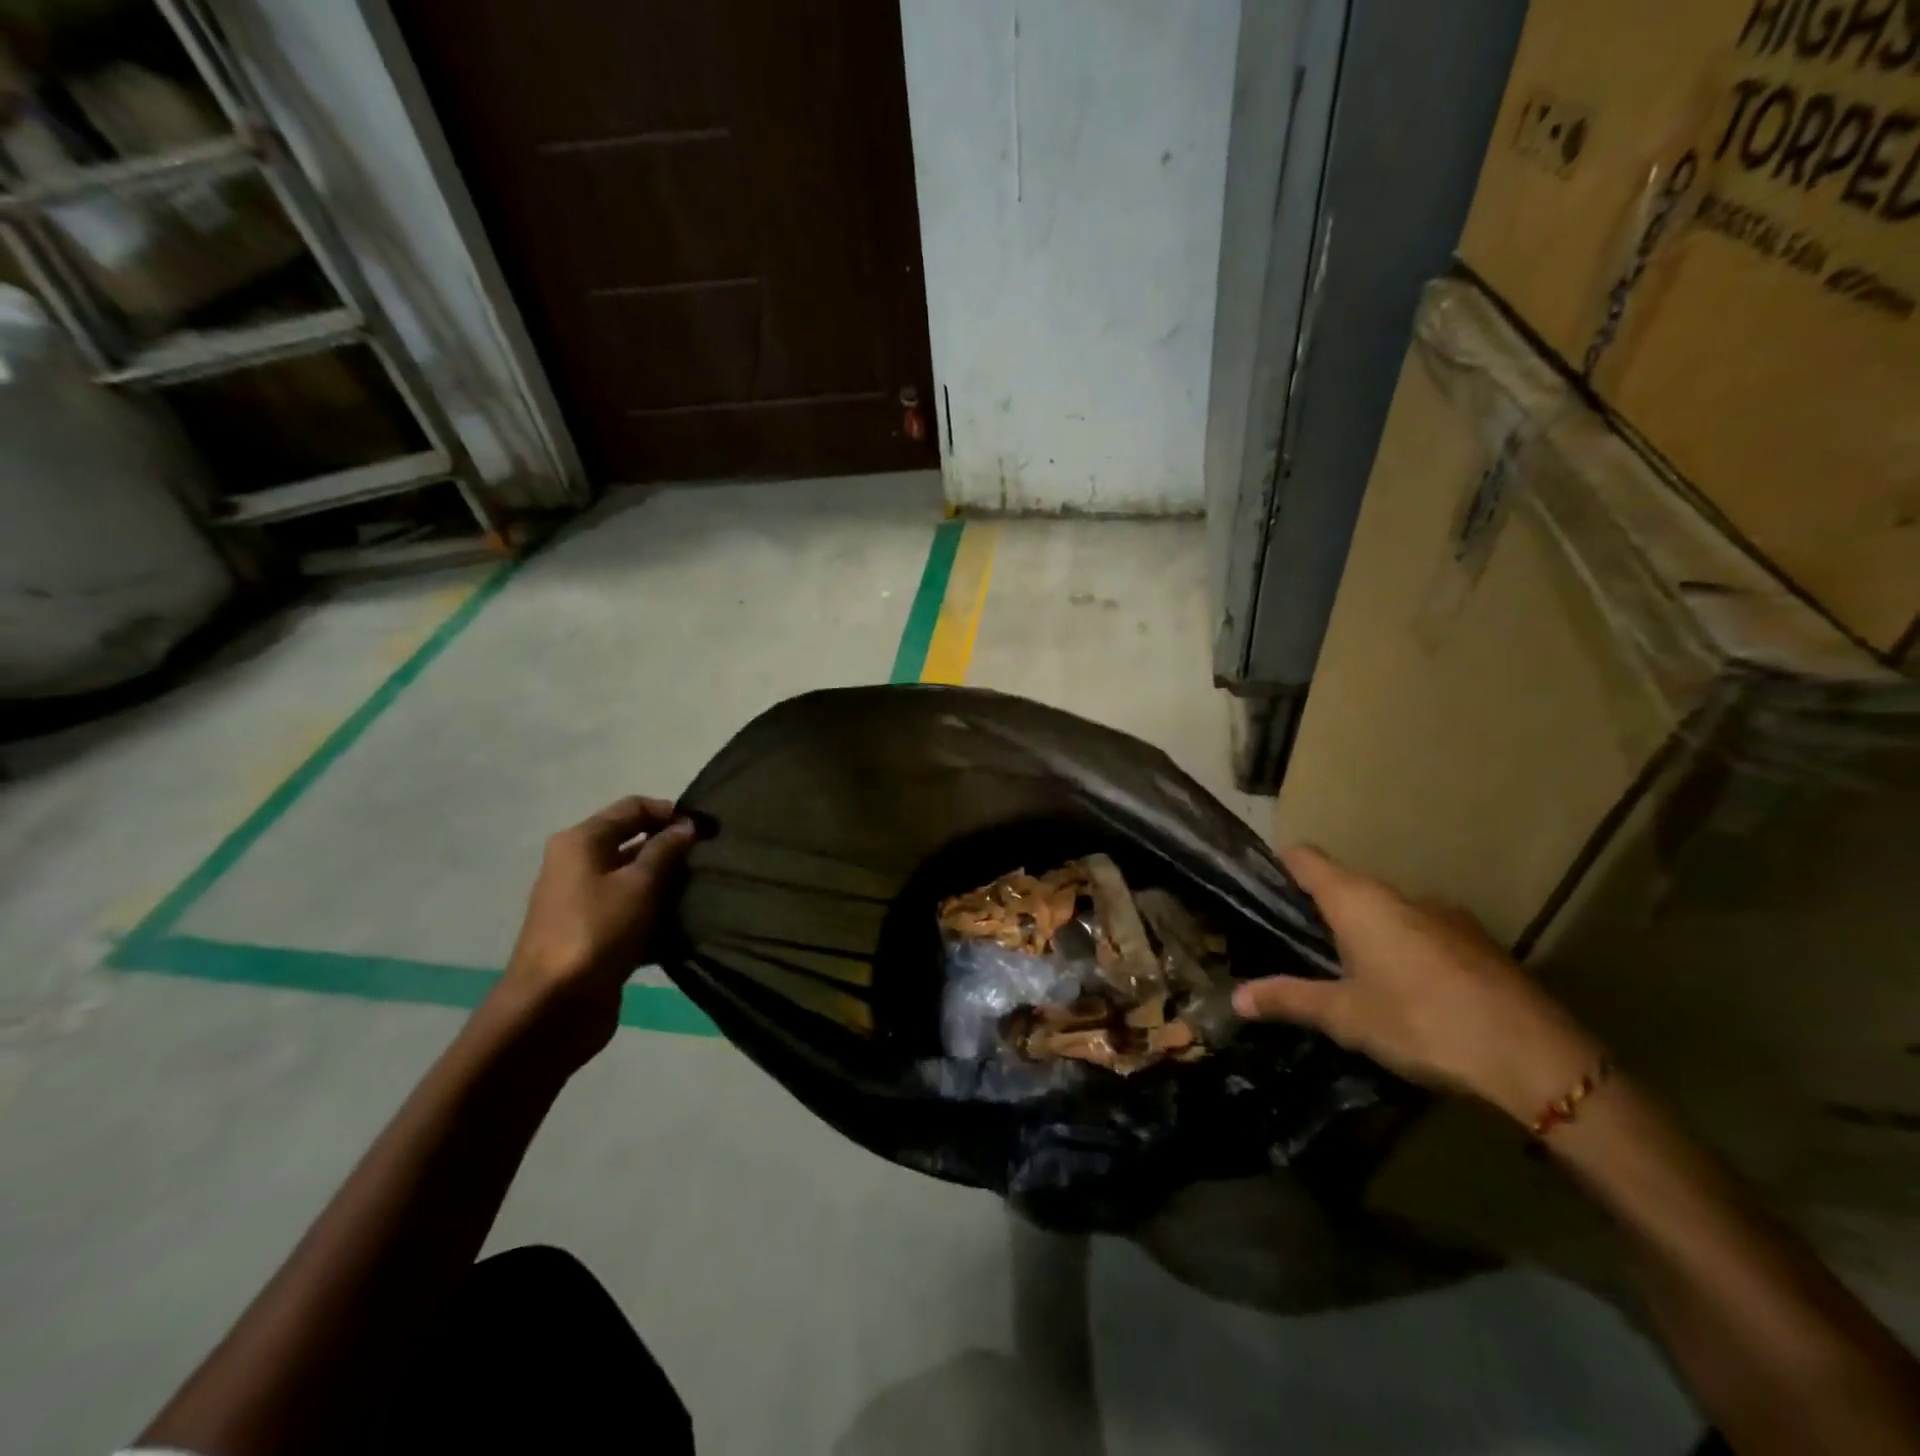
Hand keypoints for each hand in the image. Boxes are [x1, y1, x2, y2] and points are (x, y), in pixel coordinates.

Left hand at [490, 796, 697, 1068]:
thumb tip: (687, 825)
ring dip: (667, 885)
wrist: (552, 1008)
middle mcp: (578, 865)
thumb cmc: (597, 932)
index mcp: (581, 842)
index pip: (633, 808)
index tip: (707, 831)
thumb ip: (666, 850)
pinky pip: (631, 912)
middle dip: (672, 849)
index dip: (671, 813)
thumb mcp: (639, 884)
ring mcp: (583, 902)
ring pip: (635, 880)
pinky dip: (655, 914)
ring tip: (703, 893)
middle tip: (710, 862)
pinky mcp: (593, 934)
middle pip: (633, 842)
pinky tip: (685, 925)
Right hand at [1234, 845, 1603, 1124]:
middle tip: (1297, 946)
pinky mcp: (1477, 941)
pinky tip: (1407, 991)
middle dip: (1320, 909)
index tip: (1262, 889)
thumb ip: (1289, 999)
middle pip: (1345, 885)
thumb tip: (1237, 998)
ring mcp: (1444, 915)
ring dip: (1364, 931)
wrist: (1538, 1059)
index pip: (1306, 859)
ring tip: (1349, 972)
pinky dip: (1402, 947)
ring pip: (1386, 910)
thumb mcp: (1346, 1016)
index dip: (1280, 866)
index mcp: (1359, 901)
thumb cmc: (1422, 1023)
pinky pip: (1421, 931)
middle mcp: (1399, 895)